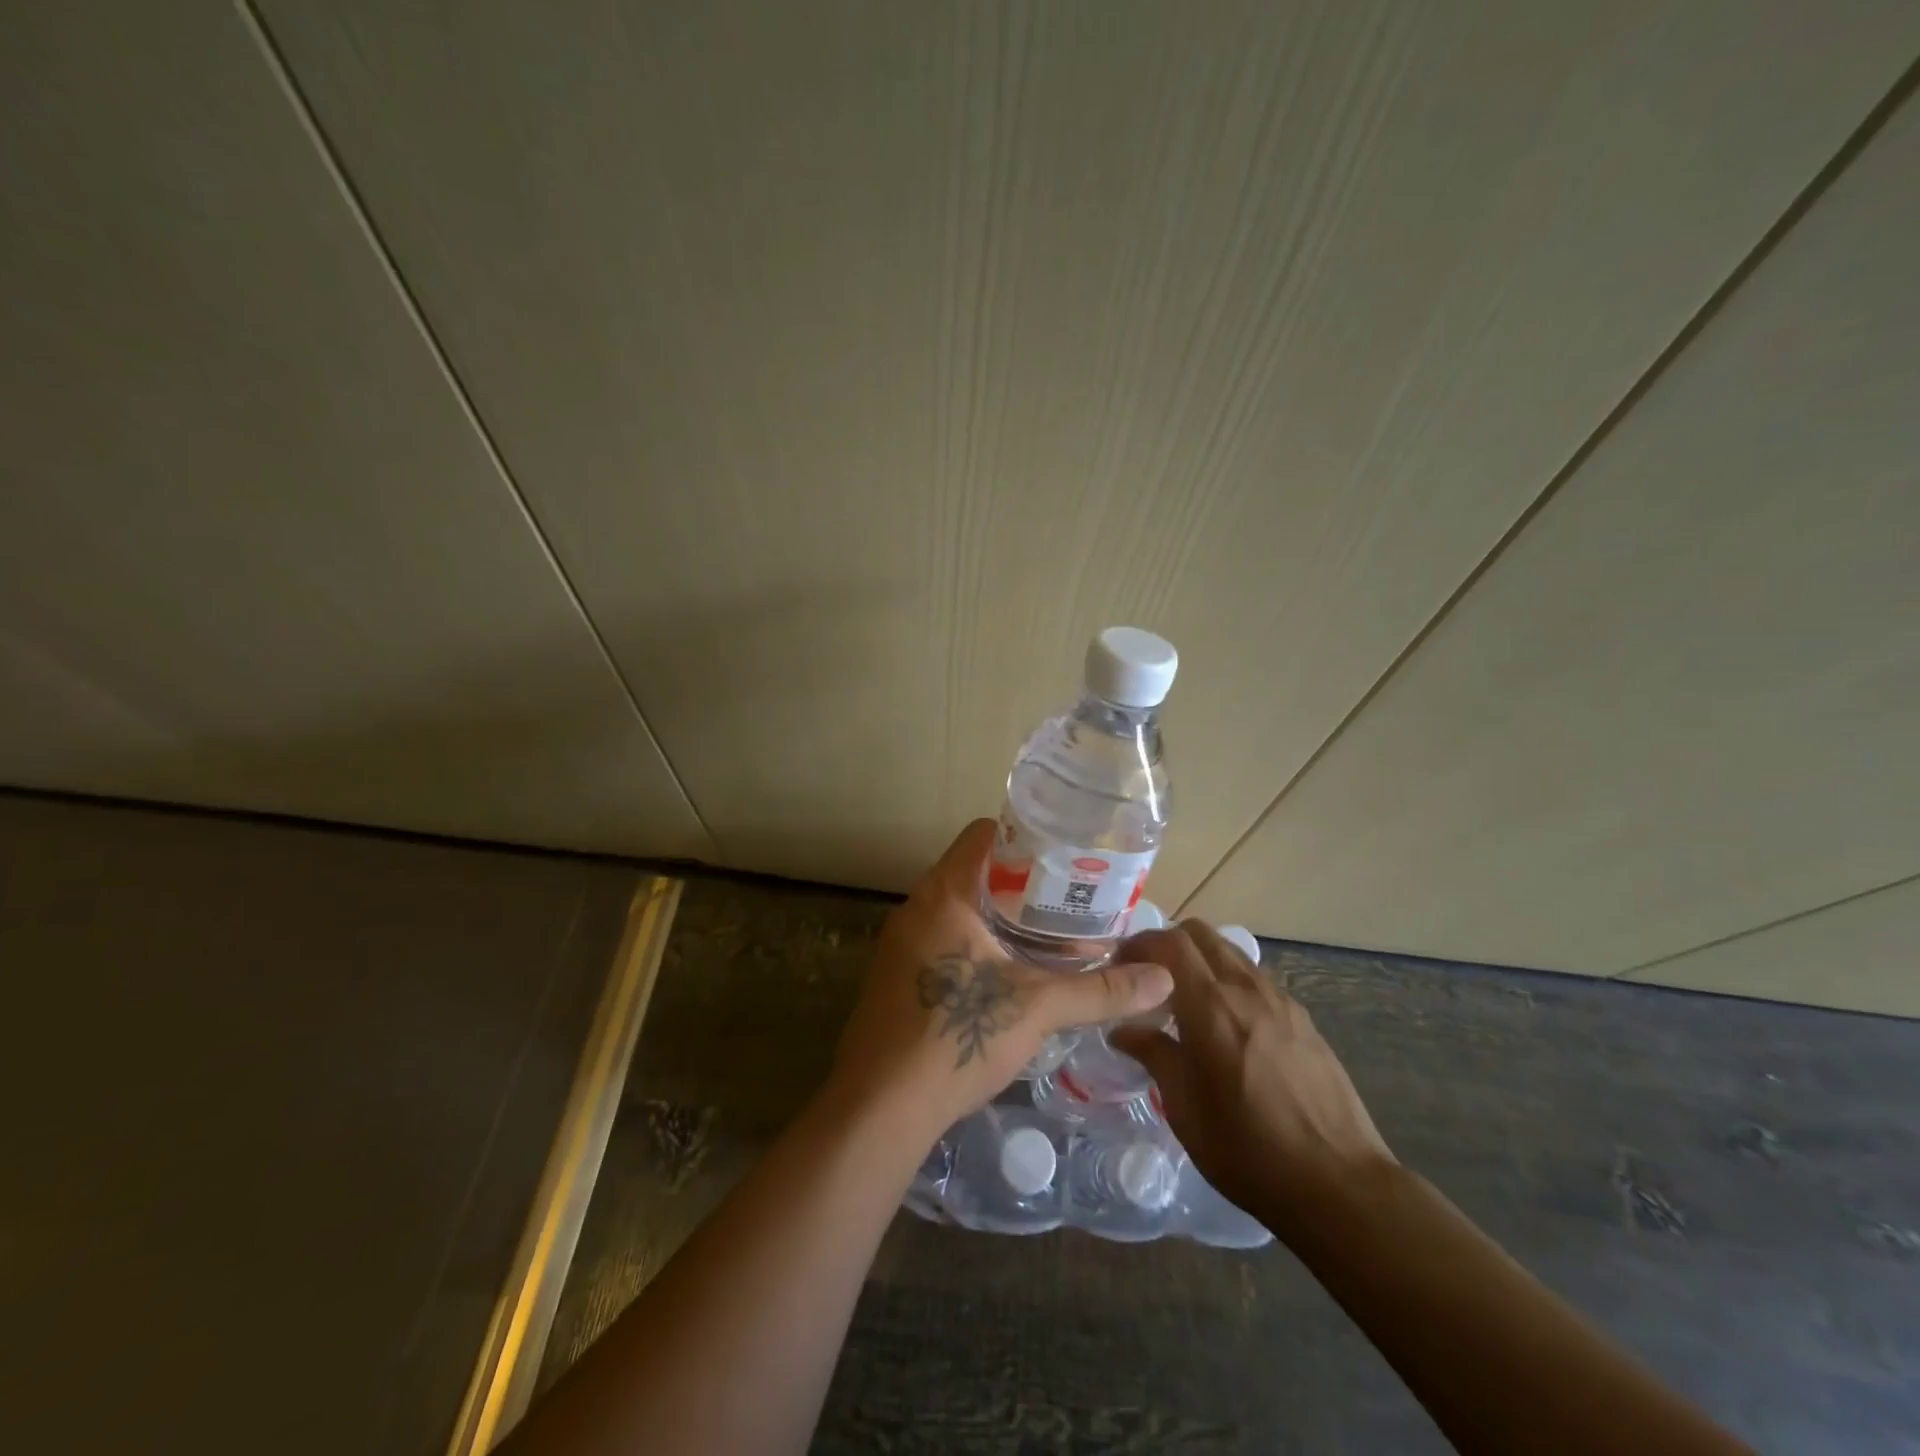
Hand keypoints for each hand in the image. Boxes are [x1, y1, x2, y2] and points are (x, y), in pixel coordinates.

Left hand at [830, 819, 1174, 1139]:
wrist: (879, 1107)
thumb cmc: (956, 1037)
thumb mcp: (1037, 1008)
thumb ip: (1100, 990)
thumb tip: (1164, 979)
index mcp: (944, 893)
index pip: (984, 834)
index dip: (1027, 837)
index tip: (1066, 856)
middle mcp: (917, 907)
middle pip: (975, 871)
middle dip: (1023, 883)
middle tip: (1071, 900)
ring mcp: (902, 942)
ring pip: (959, 908)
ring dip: (1001, 916)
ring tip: (1051, 935)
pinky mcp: (898, 976)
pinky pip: (944, 938)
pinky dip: (978, 943)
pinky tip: (1011, 974)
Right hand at [1109, 921, 1393, 1227]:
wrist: (1340, 1185)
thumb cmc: (1248, 1151)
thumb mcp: (1184, 1110)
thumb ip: (1153, 1056)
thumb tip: (1122, 1030)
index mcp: (1210, 1007)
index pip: (1168, 943)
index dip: (1138, 945)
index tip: (1119, 967)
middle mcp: (1245, 989)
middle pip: (1199, 933)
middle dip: (1167, 944)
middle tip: (1149, 978)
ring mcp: (1279, 1000)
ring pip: (1229, 951)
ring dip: (1200, 960)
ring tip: (1186, 1000)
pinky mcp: (1302, 1018)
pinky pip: (1255, 978)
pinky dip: (1229, 981)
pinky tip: (1227, 1025)